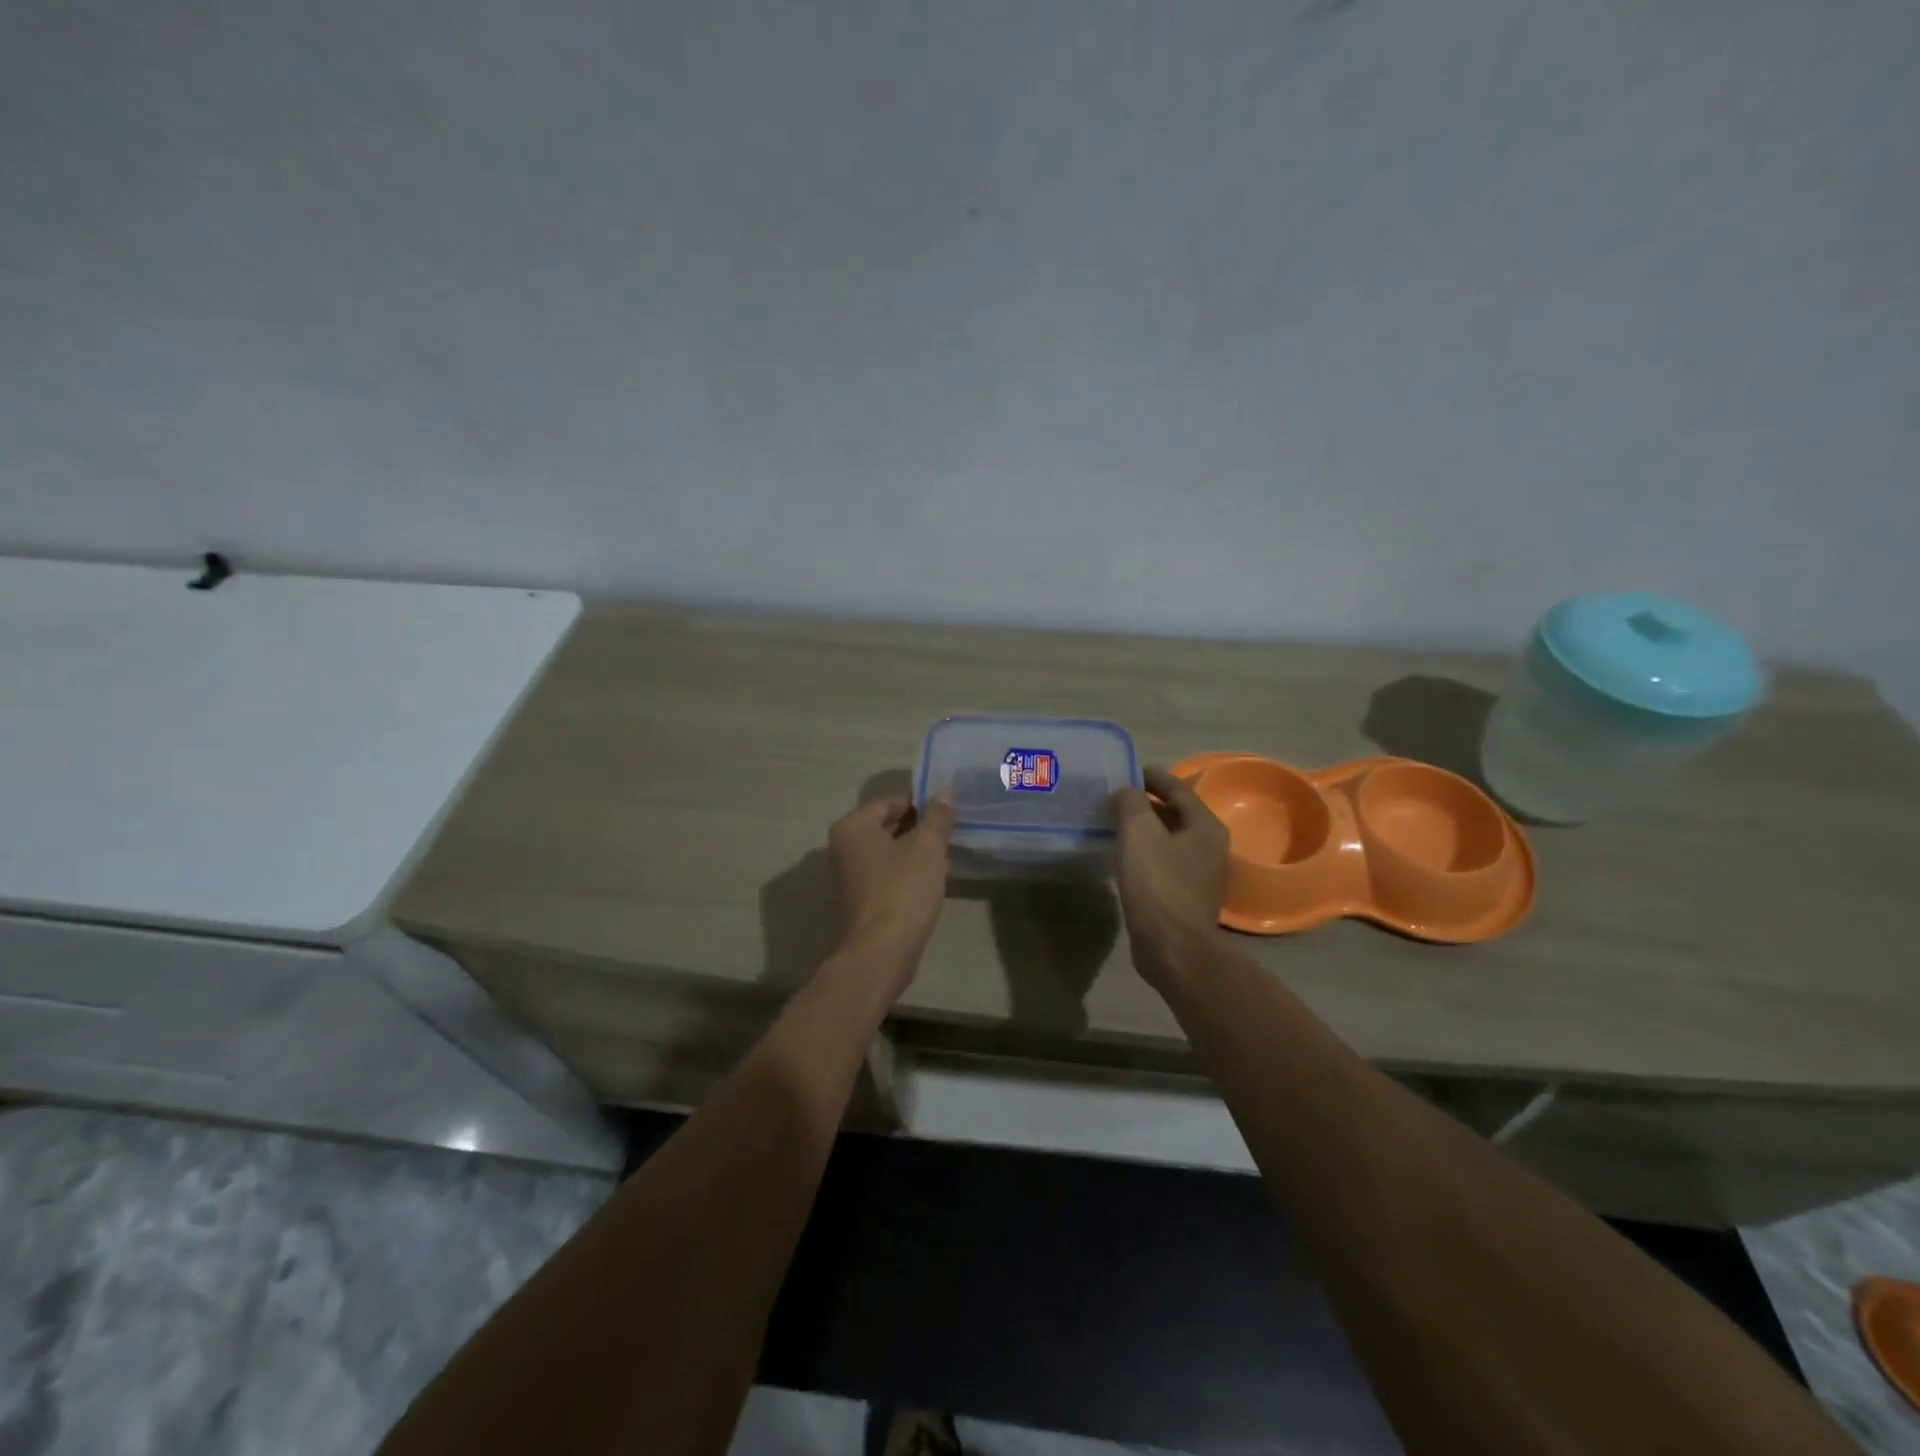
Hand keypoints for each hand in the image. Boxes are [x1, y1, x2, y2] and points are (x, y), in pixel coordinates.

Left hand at [828, 796, 955, 979]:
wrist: (880, 953)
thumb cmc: (902, 891)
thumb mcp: (928, 848)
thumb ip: (938, 817)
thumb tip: (945, 793)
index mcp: (853, 826)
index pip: (891, 802)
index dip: (921, 805)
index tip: (948, 814)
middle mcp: (843, 846)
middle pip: (887, 825)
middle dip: (919, 828)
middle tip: (949, 835)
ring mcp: (849, 875)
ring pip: (888, 851)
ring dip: (915, 852)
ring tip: (944, 858)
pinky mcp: (860, 899)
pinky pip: (886, 874)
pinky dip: (907, 872)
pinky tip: (930, 882)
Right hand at [1110, 767, 1228, 982]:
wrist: (1173, 947)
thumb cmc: (1158, 884)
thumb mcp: (1139, 832)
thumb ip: (1131, 802)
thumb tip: (1125, 793)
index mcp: (1205, 826)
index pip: (1178, 788)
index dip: (1152, 776)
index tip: (1127, 770)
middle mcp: (1210, 846)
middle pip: (1176, 813)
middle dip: (1147, 802)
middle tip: (1115, 797)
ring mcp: (1201, 873)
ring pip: (1170, 838)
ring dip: (1145, 828)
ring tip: (1116, 824)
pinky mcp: (1187, 895)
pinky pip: (1165, 861)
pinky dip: (1146, 851)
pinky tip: (1125, 857)